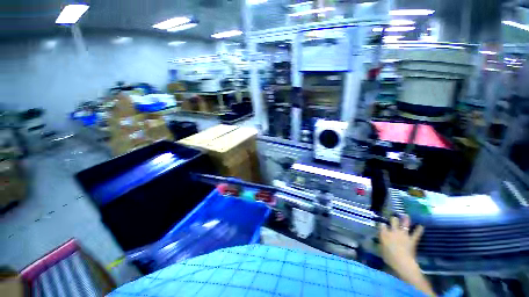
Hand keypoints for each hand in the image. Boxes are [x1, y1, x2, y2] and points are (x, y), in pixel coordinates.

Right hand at [379, 216, 434, 295]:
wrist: (403, 262)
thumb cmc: (389, 257)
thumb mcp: (381, 250)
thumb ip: (380, 243)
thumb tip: (377, 240)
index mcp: (384, 234)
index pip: (382, 225)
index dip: (382, 224)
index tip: (382, 225)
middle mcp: (393, 231)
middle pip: (393, 221)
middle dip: (393, 219)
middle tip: (394, 217)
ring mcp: (404, 235)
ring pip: (404, 224)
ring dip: (405, 219)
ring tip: (406, 215)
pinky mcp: (412, 240)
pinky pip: (416, 234)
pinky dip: (419, 230)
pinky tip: (421, 226)